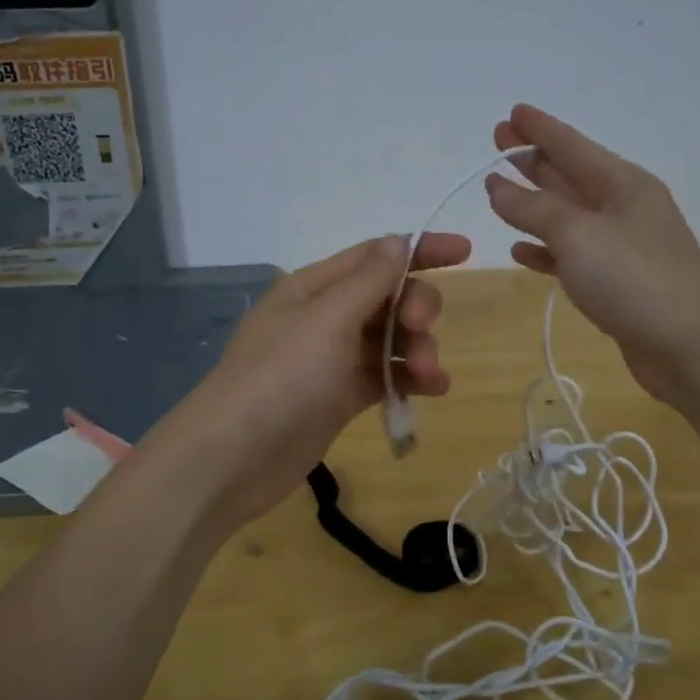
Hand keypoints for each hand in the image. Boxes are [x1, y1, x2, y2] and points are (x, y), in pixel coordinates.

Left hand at [160, 232, 471, 528]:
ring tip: (430, 377)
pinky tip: (432, 391)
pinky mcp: (338, 397)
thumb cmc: (281, 377)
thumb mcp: (328, 320)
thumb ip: (370, 281)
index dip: (420, 250)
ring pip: (390, 340)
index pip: (376, 255)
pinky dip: (408, 380)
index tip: (466, 252)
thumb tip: (400, 242)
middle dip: (416, 308)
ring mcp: (331, 359)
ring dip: (418, 350)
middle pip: (388, 298)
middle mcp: (325, 316)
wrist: (233, 457)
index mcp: (315, 286)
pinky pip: (383, 376)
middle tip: (422, 329)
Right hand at [486, 104, 699, 408]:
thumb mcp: (577, 235)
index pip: (572, 145)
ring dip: (535, 203)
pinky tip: (521, 250)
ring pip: (568, 215)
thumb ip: (532, 208)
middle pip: (569, 175)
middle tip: (498, 143)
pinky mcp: (616, 282)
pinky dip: (546, 249)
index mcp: (622, 184)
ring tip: (499, 191)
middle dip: (533, 159)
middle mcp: (623, 207)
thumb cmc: (635, 279)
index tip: (511, 113)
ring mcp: (621, 245)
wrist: (691, 348)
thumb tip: (497, 185)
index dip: (539, 129)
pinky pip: (572, 254)